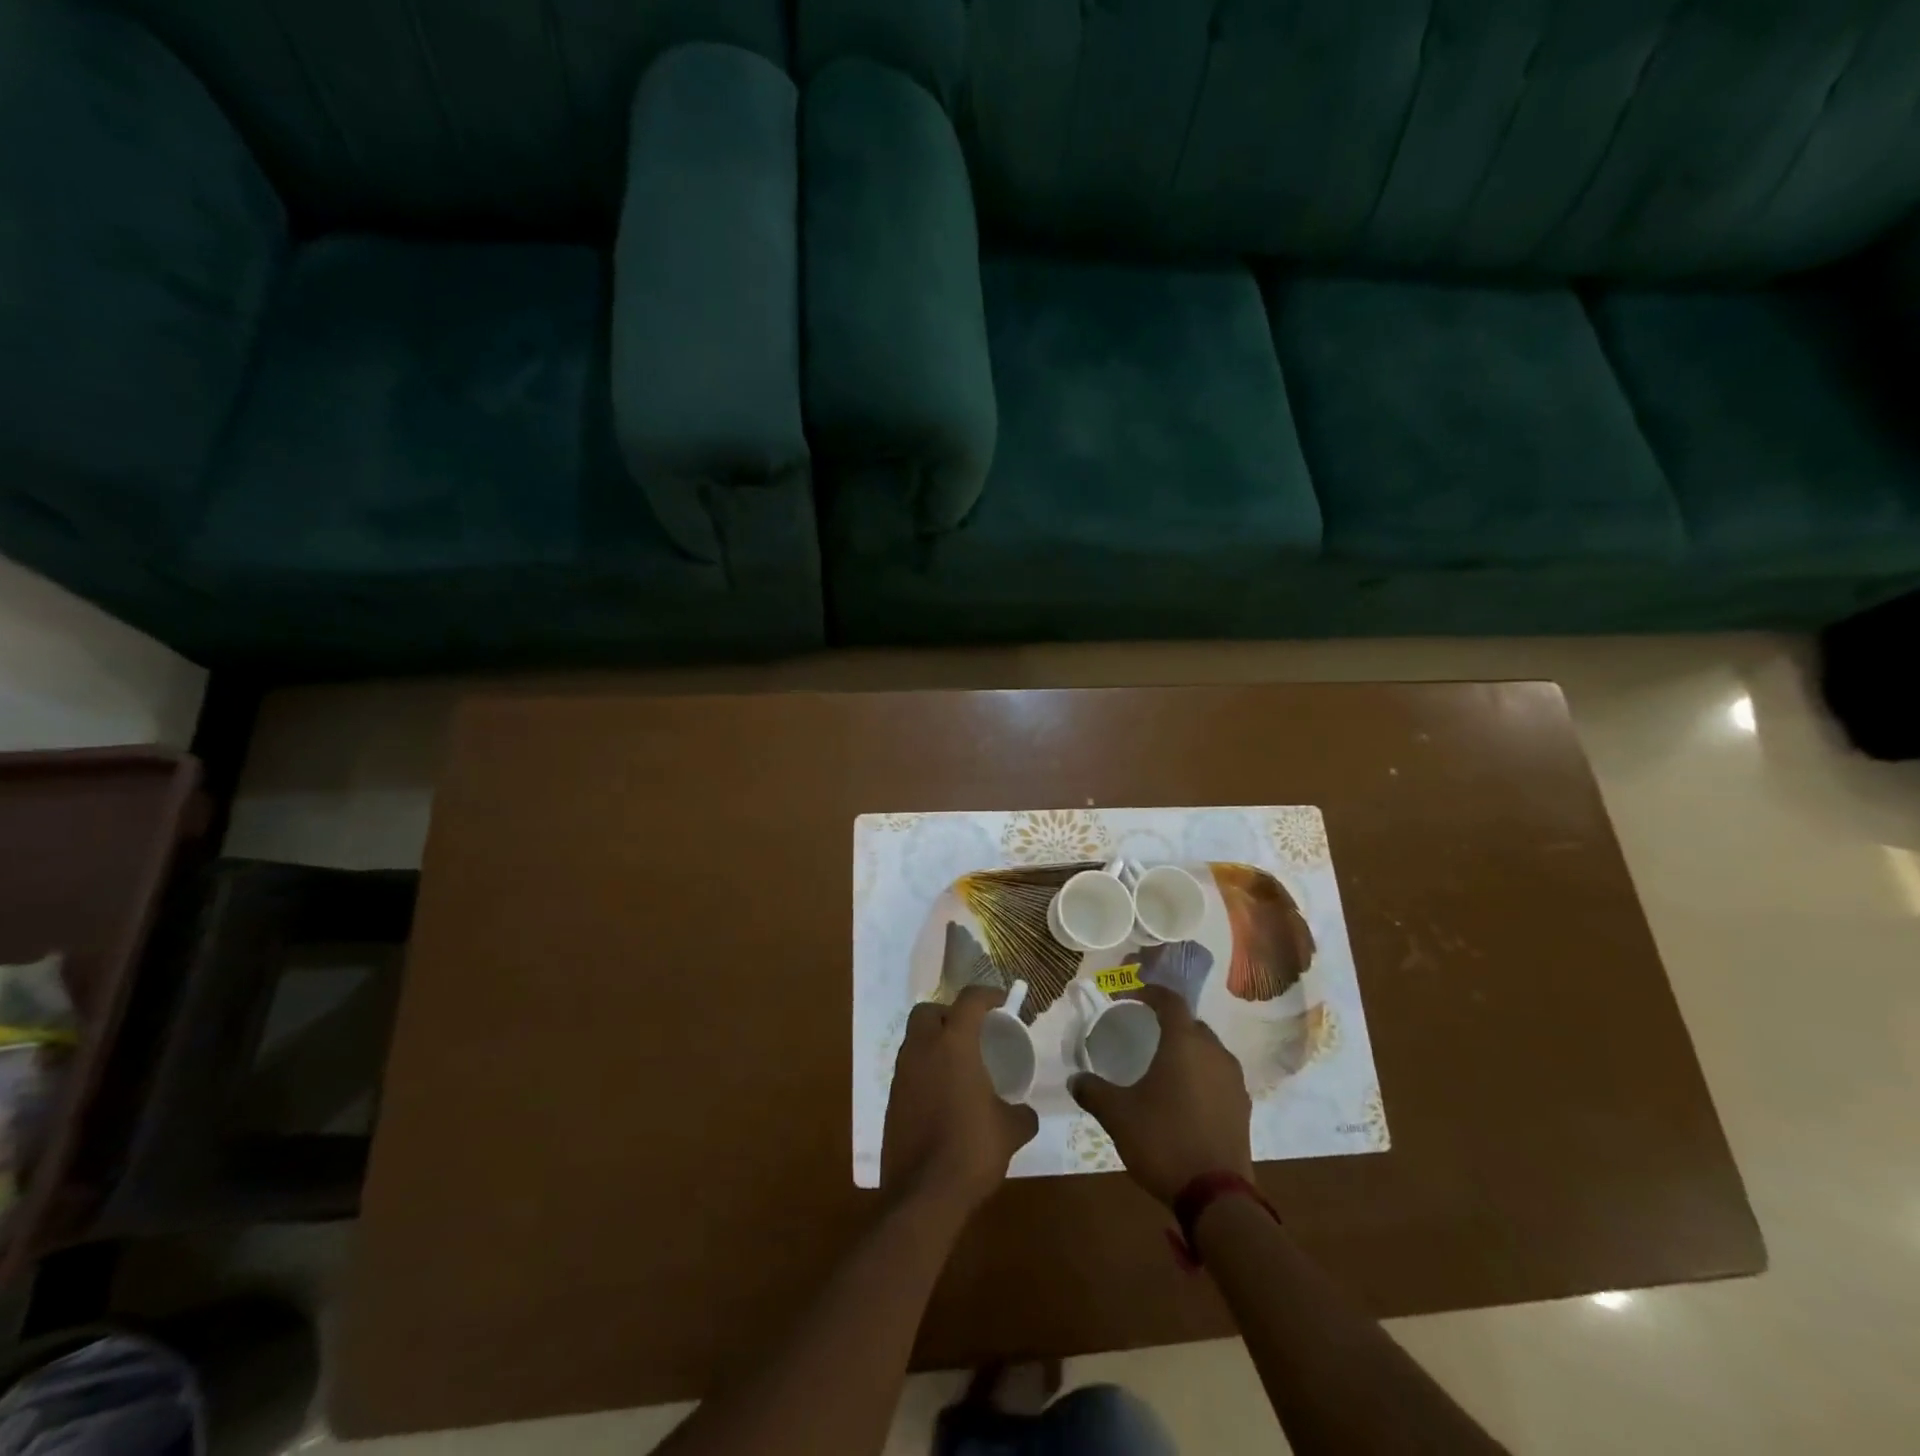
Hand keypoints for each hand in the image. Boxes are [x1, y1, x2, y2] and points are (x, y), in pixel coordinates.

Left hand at [882, 986, 1038, 1212]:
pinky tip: (943, 1095)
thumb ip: (1022, 1114)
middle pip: (928, 1011)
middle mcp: (922, 1049)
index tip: (1003, 1001)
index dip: (988, 994)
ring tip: (959, 1064)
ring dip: (934, 1042)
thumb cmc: (972, 1150)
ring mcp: (901, 1074)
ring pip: (914, 1039)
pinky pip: (908, 1069)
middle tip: (971, 1031)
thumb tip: (1025, 1112)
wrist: (923, 1195)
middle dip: (948, 1013)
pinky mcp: (891, 1100)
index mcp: (954, 1045)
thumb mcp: (1011, 1130)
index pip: (969, 1000)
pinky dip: (924, 1070)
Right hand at [1069, 985, 1252, 1207]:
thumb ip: (1093, 1092)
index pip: (1171, 1001)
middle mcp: (1214, 1052)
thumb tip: (1074, 1080)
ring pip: (1209, 1050)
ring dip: (1188, 1050)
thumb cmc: (1163, 1141)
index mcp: (1184, 1043)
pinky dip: (1202, 1075)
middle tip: (1145, 1032)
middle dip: (1169, 1022)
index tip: (1131, 997)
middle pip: (1192, 1024)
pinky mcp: (1243, 1107)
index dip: (1151, 993)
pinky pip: (1219, 1076)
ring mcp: (1233, 1081)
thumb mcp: (1118, 1115)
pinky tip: (1185, 1096)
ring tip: (1164, 1065)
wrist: (1216, 1197)